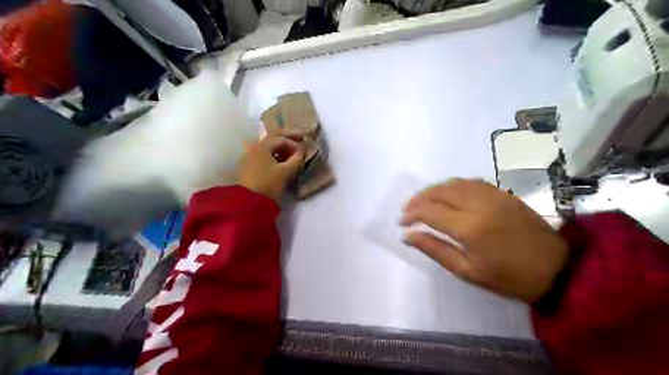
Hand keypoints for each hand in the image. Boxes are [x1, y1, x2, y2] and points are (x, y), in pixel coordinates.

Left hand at [237, 135, 304, 201]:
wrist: (249, 203)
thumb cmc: (268, 184)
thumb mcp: (285, 172)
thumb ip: (296, 159)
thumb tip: (301, 151)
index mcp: (262, 146)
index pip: (281, 139)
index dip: (294, 143)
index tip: (303, 151)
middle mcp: (254, 148)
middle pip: (273, 138)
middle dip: (288, 137)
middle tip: (301, 136)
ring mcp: (250, 156)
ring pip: (269, 146)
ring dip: (282, 147)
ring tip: (293, 152)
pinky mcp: (249, 166)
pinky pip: (264, 154)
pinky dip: (275, 154)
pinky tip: (282, 160)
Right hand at [399, 178, 566, 301]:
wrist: (558, 268)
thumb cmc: (510, 277)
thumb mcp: (467, 271)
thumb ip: (435, 250)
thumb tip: (408, 236)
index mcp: (469, 227)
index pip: (430, 211)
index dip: (411, 214)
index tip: (402, 222)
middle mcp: (479, 204)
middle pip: (439, 191)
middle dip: (419, 198)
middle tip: (408, 210)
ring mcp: (493, 195)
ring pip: (454, 183)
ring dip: (434, 190)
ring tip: (424, 202)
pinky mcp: (503, 193)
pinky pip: (471, 182)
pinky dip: (453, 186)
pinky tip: (449, 195)